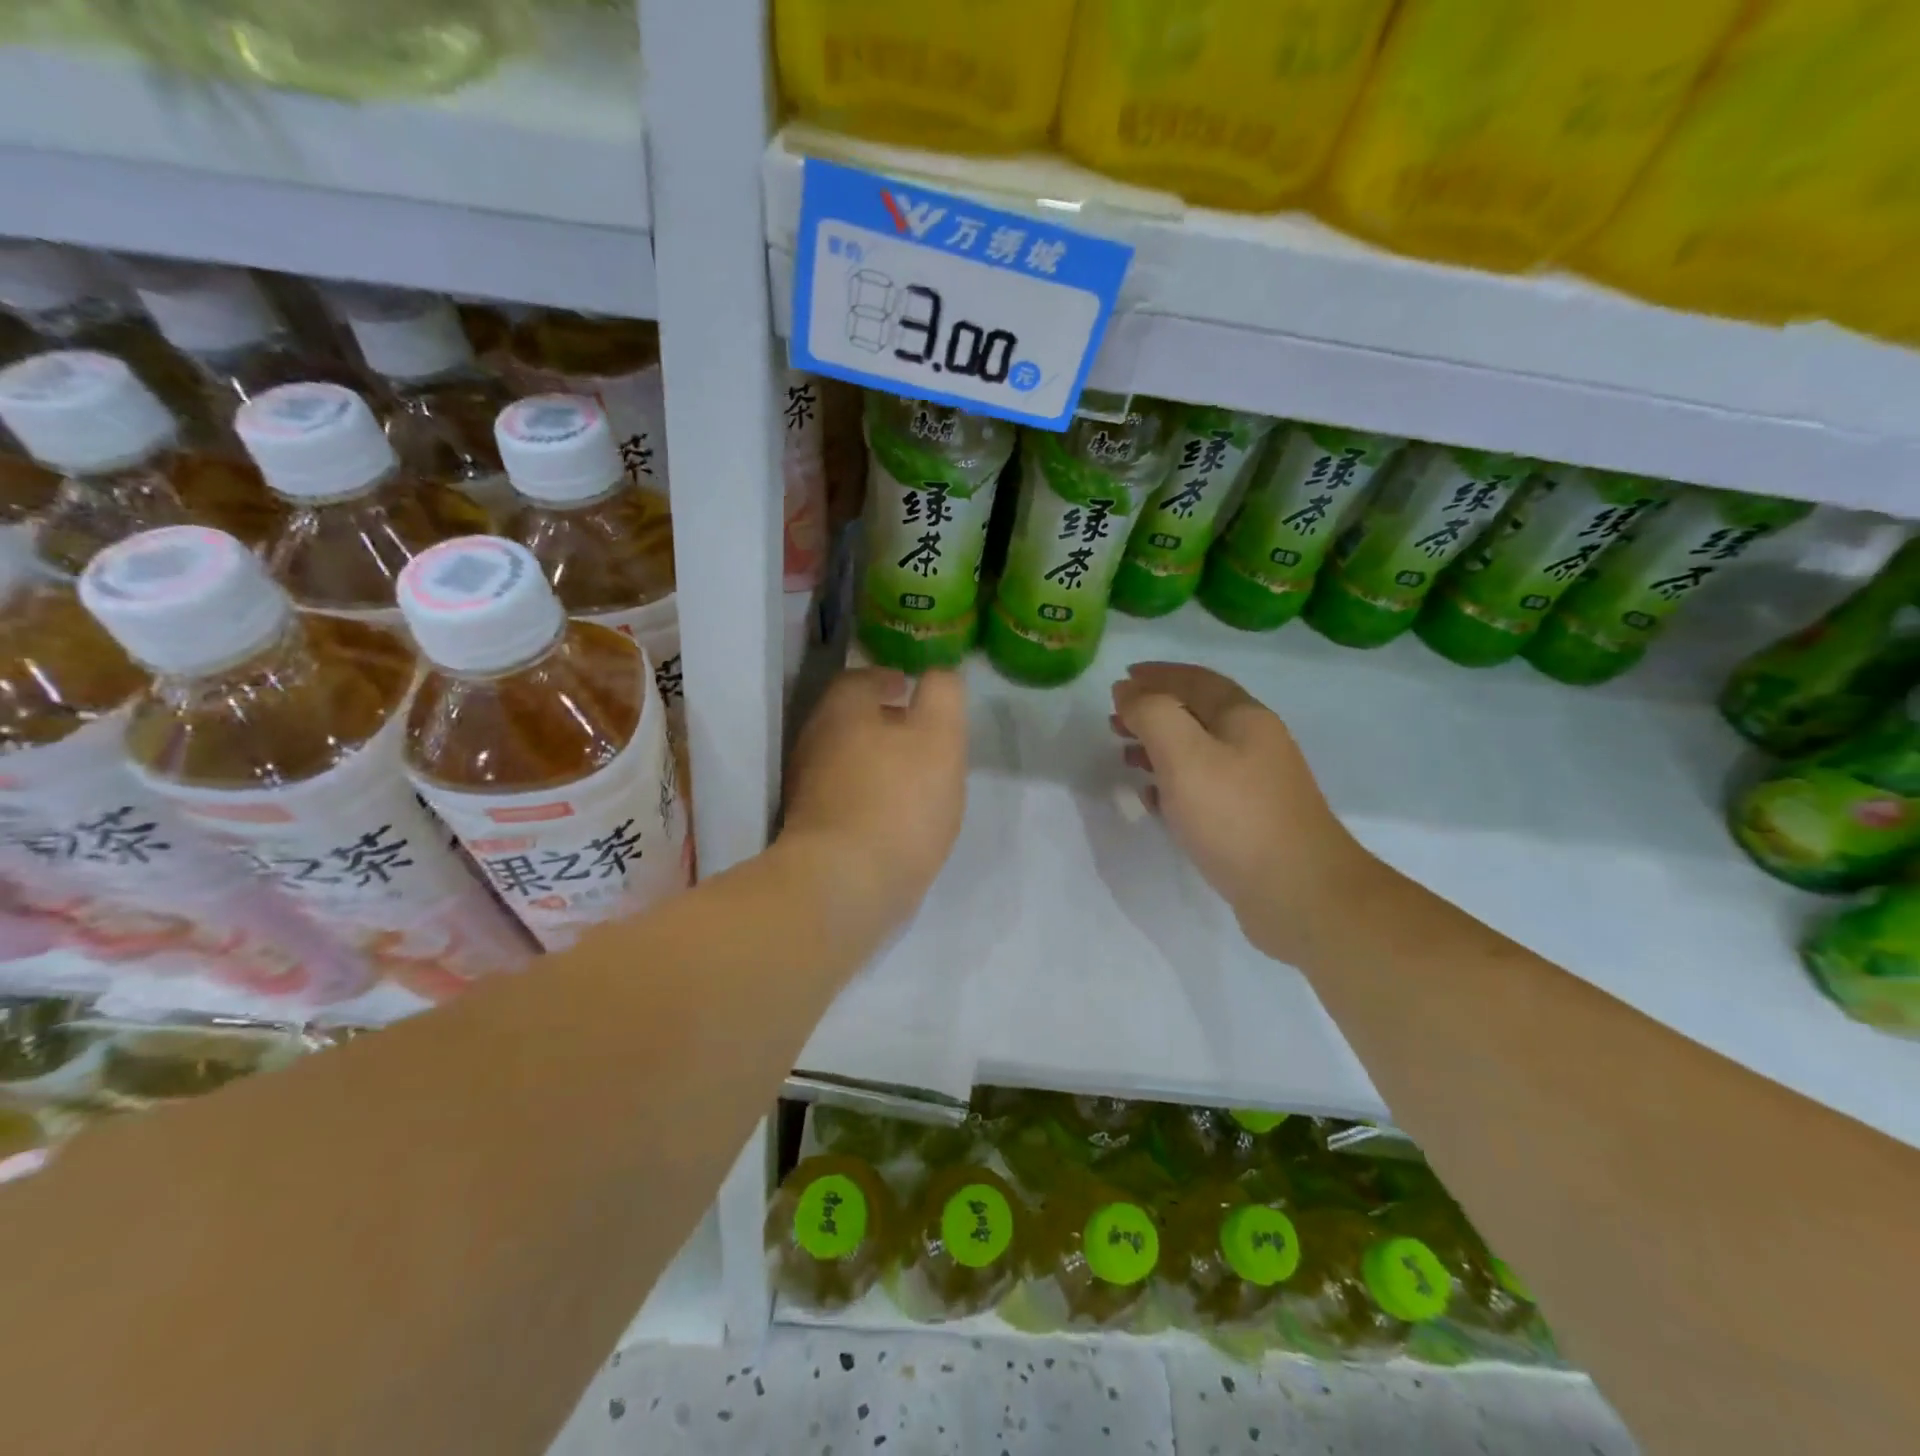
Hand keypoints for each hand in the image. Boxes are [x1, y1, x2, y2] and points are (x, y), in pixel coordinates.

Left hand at [781, 667, 967, 937]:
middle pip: (848, 720)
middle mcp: (815, 744)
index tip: (908, 688)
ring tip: (914, 775)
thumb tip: (939, 675)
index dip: (885, 680)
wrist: (845, 885)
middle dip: (881, 721)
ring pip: (845, 760)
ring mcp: (807, 791)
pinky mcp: (811, 831)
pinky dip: (868, 795)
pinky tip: (895, 816)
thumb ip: (943, 696)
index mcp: (841, 713)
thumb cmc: (899, 801)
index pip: (858, 680)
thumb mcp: (940, 737)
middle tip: (918, 733)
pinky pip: (844, 798)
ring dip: (876, 760)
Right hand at [1111, 662, 1379, 966]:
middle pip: (1196, 714)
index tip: (1120, 679)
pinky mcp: (1249, 821)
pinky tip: (1151, 797)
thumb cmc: (1235, 816)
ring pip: (1198, 752)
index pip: (1194, 680)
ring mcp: (1255, 784)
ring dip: (1159, 747)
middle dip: (1154, 712)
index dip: (1156, 675)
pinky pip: (1202, 788)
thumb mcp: (1184, 754)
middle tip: (1114, 720)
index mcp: (1244, 718)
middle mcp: (1254, 743)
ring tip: (1124, 755)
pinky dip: (1172, 783)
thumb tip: (1128, 692)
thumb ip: (1152, 714)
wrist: (1298, 893)